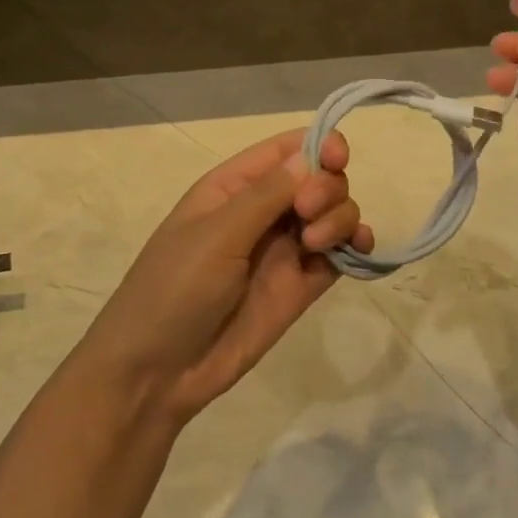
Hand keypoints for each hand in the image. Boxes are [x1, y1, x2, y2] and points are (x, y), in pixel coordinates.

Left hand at [77, 130, 372, 426]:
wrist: (157, 372)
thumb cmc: (174, 288)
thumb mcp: (216, 234)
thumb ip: (267, 194)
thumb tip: (313, 153)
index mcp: (235, 185)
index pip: (288, 149)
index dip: (321, 145)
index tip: (338, 160)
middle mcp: (264, 210)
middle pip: (319, 178)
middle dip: (326, 187)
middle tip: (307, 215)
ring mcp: (284, 249)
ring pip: (333, 214)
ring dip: (340, 218)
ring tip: (317, 244)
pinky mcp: (300, 286)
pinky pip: (339, 255)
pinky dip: (356, 247)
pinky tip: (360, 251)